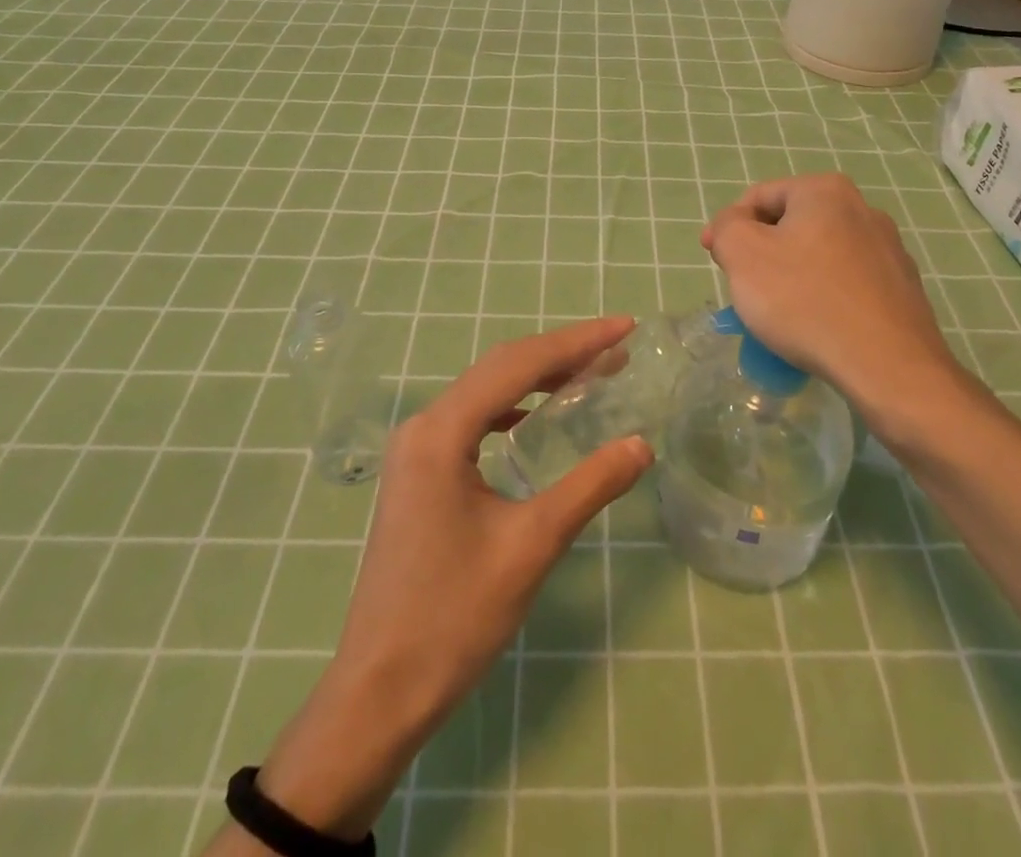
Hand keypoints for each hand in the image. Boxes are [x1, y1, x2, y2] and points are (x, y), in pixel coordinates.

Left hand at [248, 316, 652, 841]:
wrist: (379, 692)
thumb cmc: (453, 617)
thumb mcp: (531, 546)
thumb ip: (589, 486)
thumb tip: (641, 444)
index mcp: (442, 431)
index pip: (519, 365)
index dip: (576, 342)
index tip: (624, 326)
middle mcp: (423, 426)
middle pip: (500, 369)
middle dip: (561, 353)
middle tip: (616, 347)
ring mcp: (416, 450)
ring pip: (486, 392)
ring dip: (537, 378)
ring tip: (588, 374)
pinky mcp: (418, 474)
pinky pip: (473, 420)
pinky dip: (512, 407)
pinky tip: (535, 418)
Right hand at [702, 174, 965, 422]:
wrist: (888, 367)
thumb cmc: (805, 301)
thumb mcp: (743, 254)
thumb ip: (727, 226)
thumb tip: (735, 224)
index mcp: (825, 191)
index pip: (760, 197)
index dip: (729, 226)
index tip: (714, 260)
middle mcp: (863, 209)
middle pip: (791, 224)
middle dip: (762, 252)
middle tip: (744, 288)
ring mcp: (889, 250)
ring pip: (819, 255)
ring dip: (792, 276)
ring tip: (778, 314)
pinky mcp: (903, 288)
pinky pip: (846, 283)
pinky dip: (823, 297)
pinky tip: (816, 328)